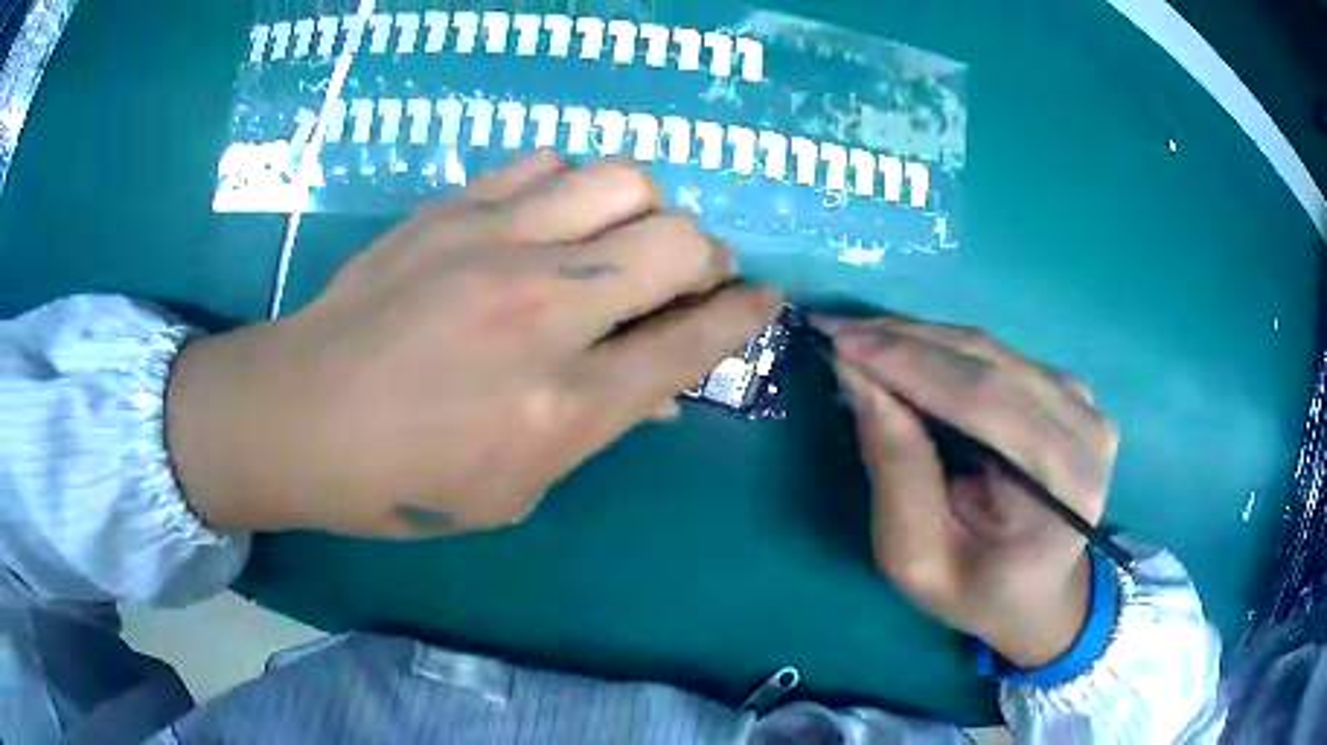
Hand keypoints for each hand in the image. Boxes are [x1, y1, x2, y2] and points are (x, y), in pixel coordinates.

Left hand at [167, 154, 781, 537]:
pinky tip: (552, 214)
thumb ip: (597, 430)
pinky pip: (546, 162)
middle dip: (708, 256)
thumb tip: (663, 389)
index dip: (746, 314)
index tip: (765, 297)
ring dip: (645, 209)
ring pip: (625, 180)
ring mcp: (496, 245)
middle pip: (680, 241)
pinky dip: (571, 184)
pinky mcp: (454, 209)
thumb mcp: (514, 491)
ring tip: (620, 236)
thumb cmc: (403, 482)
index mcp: (566, 405)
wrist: (298, 417)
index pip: (695, 340)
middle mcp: (546, 311)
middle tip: (688, 273)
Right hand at [816, 314, 1118, 666]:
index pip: (984, 401)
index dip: (909, 363)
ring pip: (992, 351)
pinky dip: (946, 352)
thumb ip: (896, 472)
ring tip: (860, 340)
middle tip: (836, 330)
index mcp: (1064, 487)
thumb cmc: (976, 592)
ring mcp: (1085, 404)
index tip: (838, 340)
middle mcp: (1087, 431)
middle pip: (989, 363)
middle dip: (905, 341)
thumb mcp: (918, 559)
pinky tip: (906, 356)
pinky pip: (1000, 357)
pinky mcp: (1071, 392)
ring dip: (920, 340)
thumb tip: (860, 379)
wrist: (1037, 594)